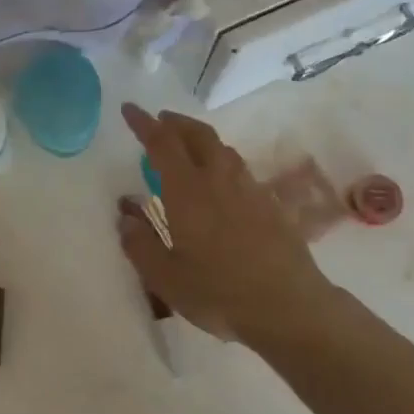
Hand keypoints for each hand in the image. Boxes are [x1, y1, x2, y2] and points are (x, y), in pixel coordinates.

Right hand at [118, 103, 336, 349]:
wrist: (288, 305)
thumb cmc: (219, 292)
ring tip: (188, 147)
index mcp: (188, 191)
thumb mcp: (166, 278)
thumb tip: (125, 217)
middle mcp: (219, 179)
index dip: (143, 123)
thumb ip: (140, 245)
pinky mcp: (270, 204)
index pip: (162, 143)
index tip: (130, 108)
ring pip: (223, 149)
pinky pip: (240, 169)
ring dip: (201, 139)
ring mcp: (249, 189)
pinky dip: (222, 162)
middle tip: (160, 121)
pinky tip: (221, 182)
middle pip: (197, 135)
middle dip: (175, 122)